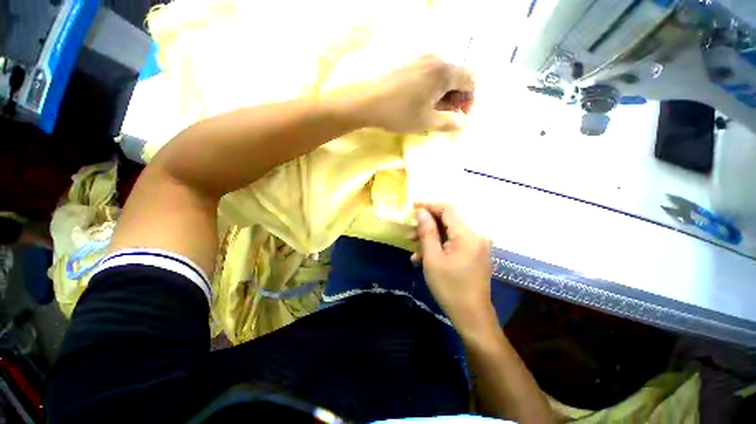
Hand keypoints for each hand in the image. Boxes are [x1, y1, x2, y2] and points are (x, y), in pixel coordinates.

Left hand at [334, 55, 474, 132]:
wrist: (368, 102)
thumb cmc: (400, 113)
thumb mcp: (427, 122)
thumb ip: (449, 122)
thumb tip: (463, 121)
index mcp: (444, 71)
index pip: (471, 80)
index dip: (468, 100)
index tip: (458, 116)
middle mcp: (436, 60)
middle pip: (457, 77)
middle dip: (456, 98)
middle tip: (444, 116)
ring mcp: (421, 60)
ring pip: (443, 77)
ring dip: (444, 94)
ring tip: (431, 112)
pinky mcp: (410, 64)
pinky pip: (430, 75)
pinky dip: (432, 89)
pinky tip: (421, 102)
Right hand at [414, 204, 495, 335]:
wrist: (471, 316)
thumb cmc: (449, 288)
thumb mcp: (432, 258)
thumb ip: (427, 231)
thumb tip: (421, 212)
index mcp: (467, 235)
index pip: (447, 210)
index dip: (428, 206)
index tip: (412, 207)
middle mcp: (475, 235)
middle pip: (448, 221)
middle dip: (427, 225)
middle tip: (409, 232)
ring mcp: (476, 245)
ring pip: (449, 233)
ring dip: (430, 237)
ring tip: (413, 247)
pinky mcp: (474, 254)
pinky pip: (454, 243)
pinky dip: (439, 246)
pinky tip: (423, 257)